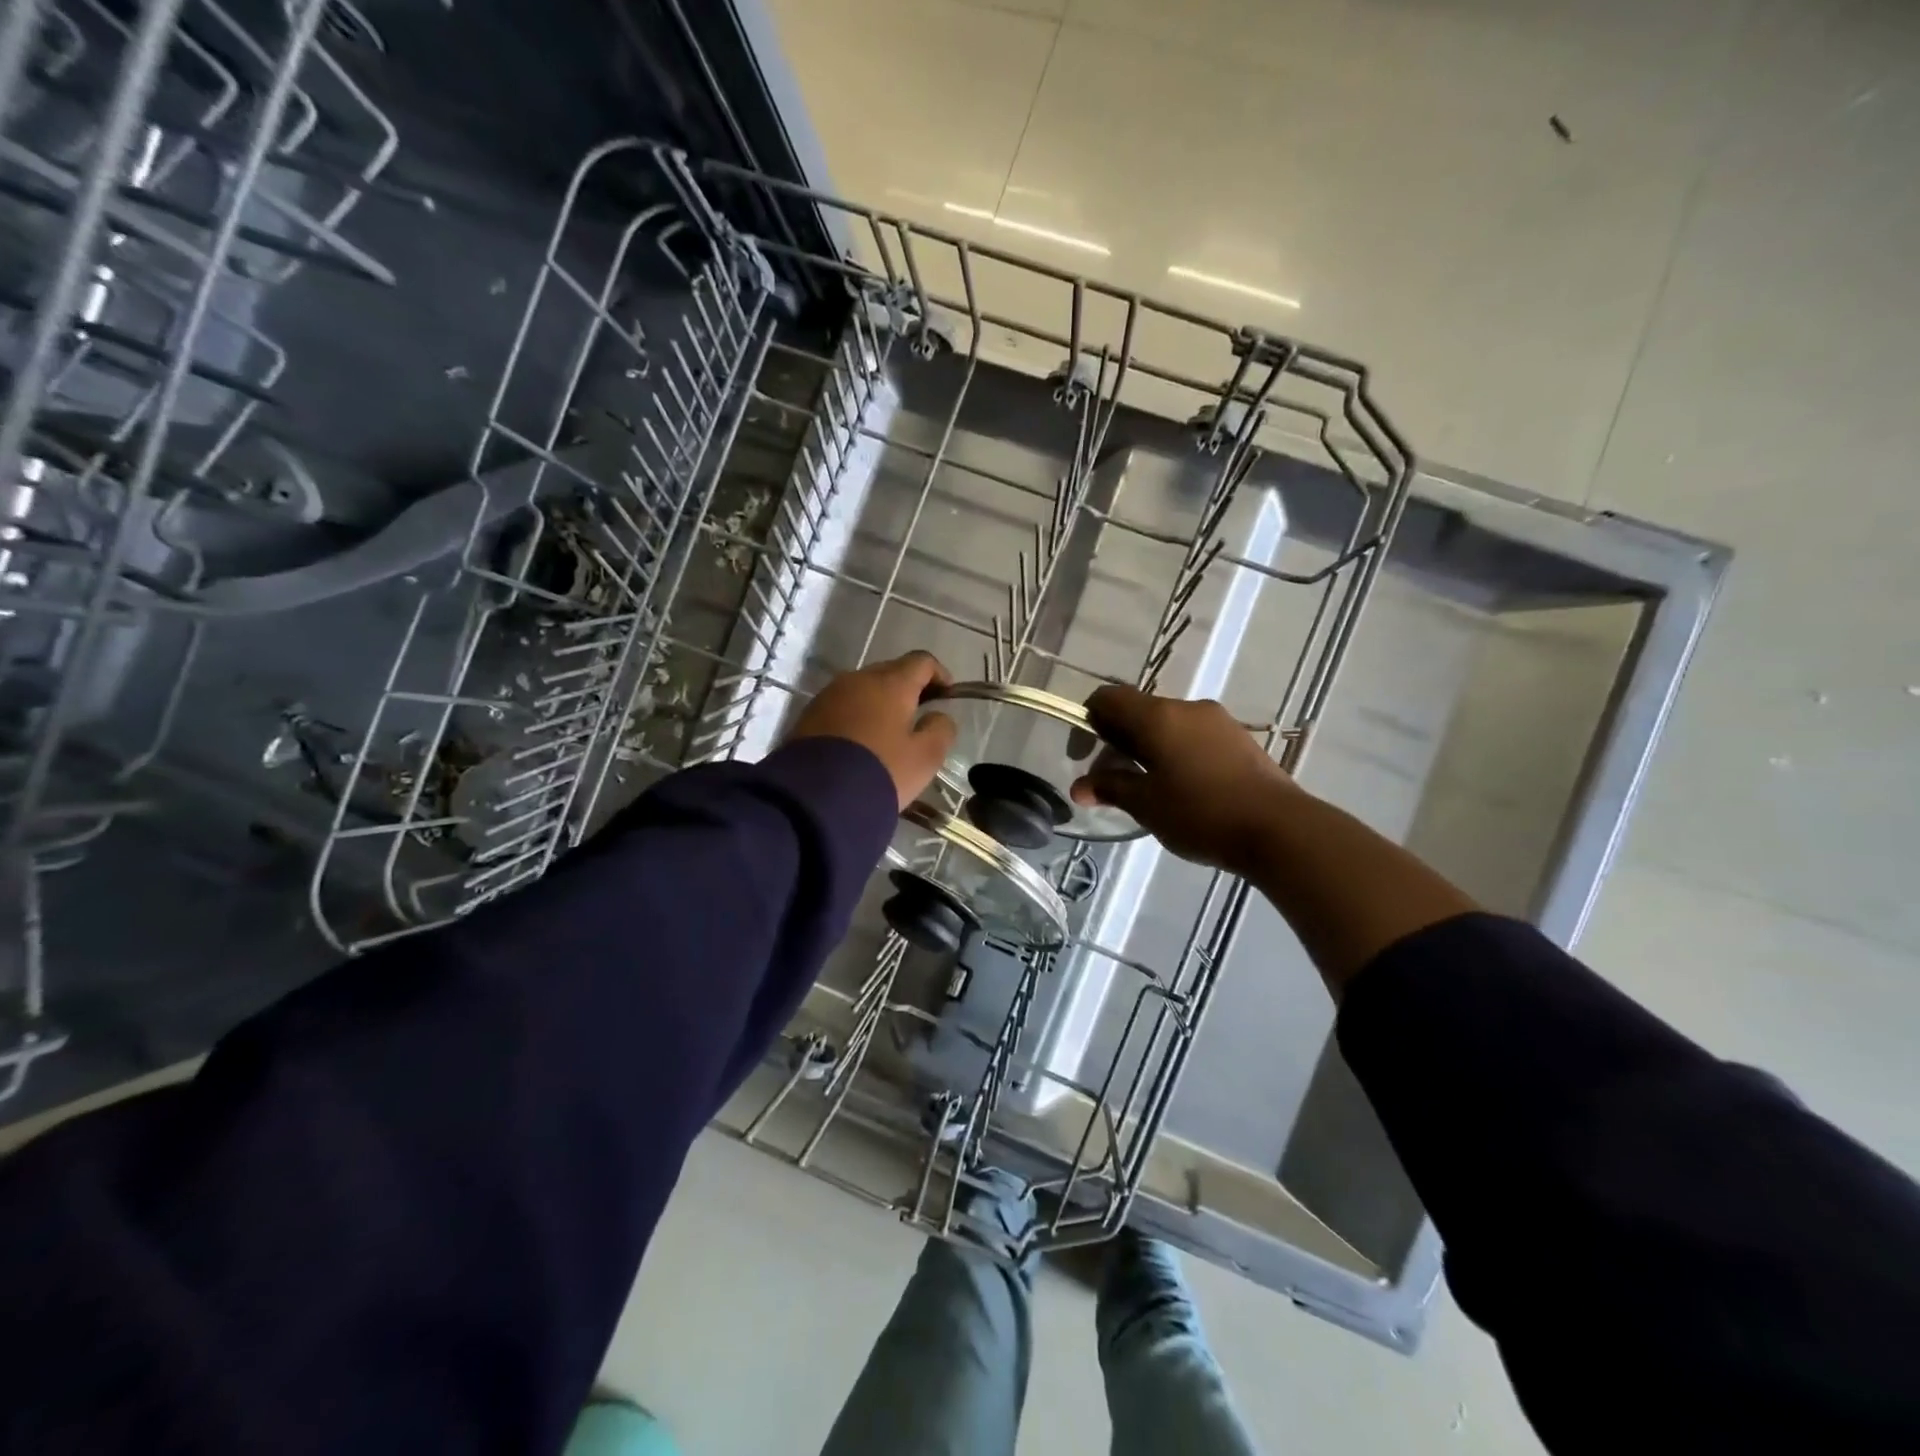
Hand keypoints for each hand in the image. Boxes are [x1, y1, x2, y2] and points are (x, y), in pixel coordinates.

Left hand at [786, 652, 957, 809]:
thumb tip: (938, 716)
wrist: (817, 796)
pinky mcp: (808, 715)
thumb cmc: (881, 772)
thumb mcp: (925, 758)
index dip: (939, 674)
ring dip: (880, 702)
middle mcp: (858, 679)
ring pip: (863, 689)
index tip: (948, 695)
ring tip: (889, 731)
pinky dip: (857, 716)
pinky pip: (842, 706)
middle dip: (908, 687)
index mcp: (891, 683)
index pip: (921, 661)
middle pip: (890, 671)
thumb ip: (941, 730)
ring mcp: (829, 695)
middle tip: (919, 714)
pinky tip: (861, 741)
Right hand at [1070, 684, 1299, 875]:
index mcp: (1158, 716)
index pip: (1108, 698)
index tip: (1084, 756)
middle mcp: (1187, 708)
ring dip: (1147, 749)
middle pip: (1138, 711)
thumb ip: (1110, 788)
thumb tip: (1080, 787)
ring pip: (1167, 725)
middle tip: (1111, 780)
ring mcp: (1218, 722)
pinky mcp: (1239, 740)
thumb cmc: (1201, 813)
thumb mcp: (1146, 805)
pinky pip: (1193, 736)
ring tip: (1147, 789)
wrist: (1280, 828)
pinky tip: (1181, 788)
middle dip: (1117, 741)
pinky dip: (1175, 753)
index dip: (1088, 722)